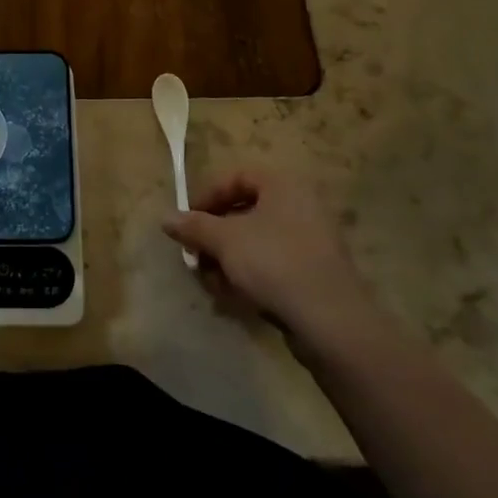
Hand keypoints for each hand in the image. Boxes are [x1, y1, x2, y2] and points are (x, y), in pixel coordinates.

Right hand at [163, 173, 378, 352]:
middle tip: (195, 256)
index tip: (187, 221)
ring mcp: (311, 240)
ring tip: (212, 284)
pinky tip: (234, 299)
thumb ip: (193, 226)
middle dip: (214, 236)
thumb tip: (165, 218)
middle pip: (244, 212)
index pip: (236, 177)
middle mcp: (301, 204)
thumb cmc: (274, 262)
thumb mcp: (225, 240)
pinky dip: (250, 276)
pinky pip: (273, 264)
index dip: (206, 196)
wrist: (331, 320)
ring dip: (227, 260)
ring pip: (255, 242)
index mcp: (283, 184)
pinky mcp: (314, 272)